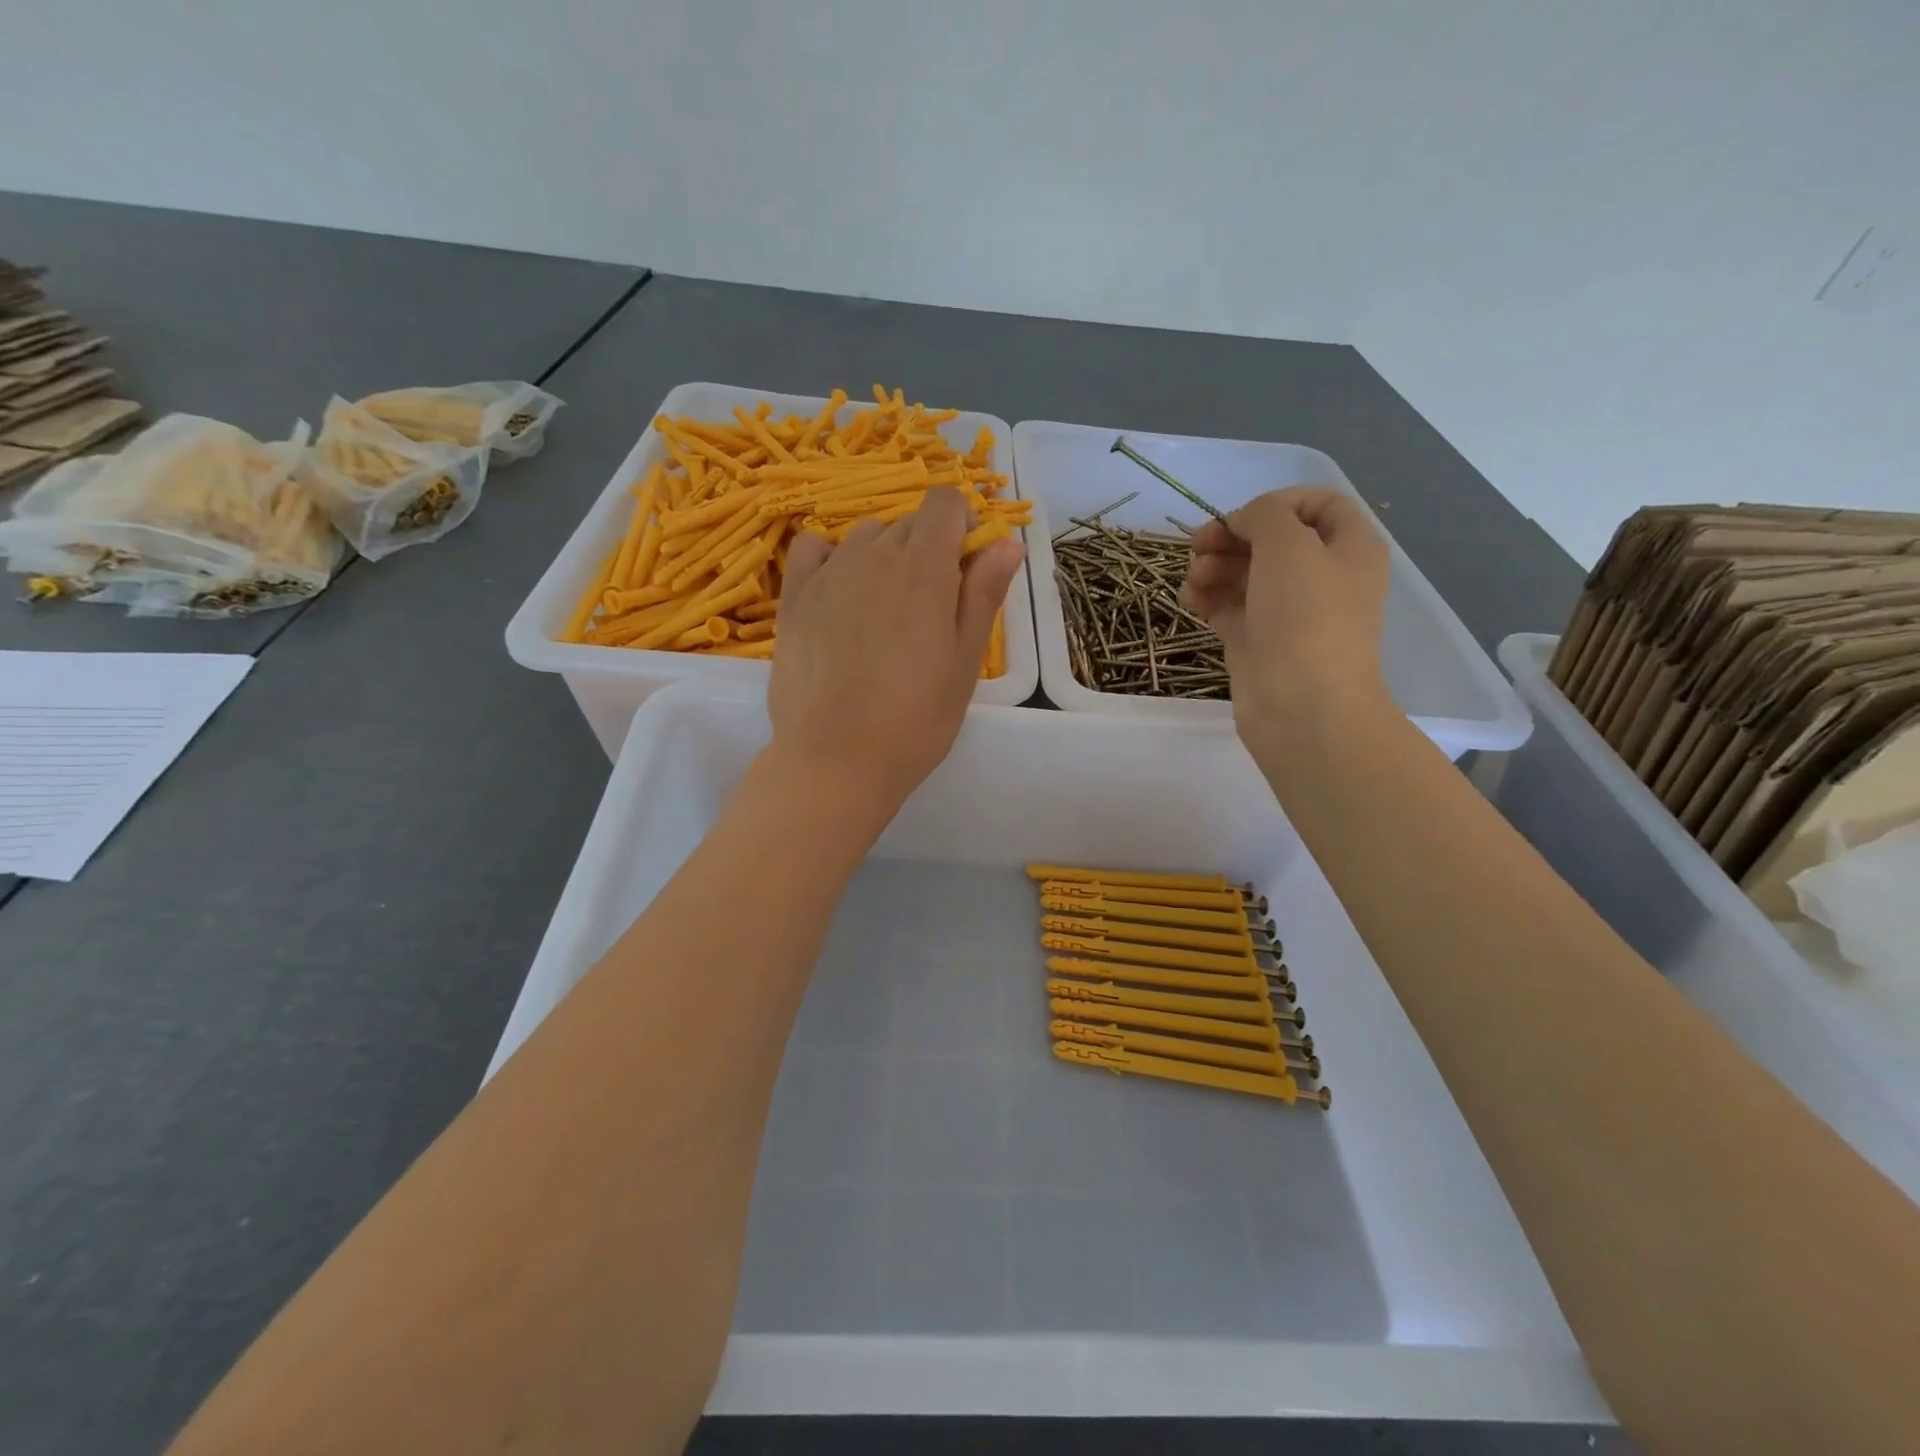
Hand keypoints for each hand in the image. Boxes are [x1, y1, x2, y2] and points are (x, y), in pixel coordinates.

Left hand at [767, 487, 1024, 816]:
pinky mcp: (795, 597)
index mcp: (924, 569)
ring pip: (865, 537)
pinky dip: (832, 557)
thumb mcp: (964, 662)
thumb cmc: (915, 720)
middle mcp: (874, 556)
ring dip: (884, 556)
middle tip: (931, 609)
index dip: (961, 523)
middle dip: (928, 548)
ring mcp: (828, 573)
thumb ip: (984, 594)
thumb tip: (1007, 542)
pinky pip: (813, 549)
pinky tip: (839, 593)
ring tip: (885, 612)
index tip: (965, 565)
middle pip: (908, 521)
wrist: (836, 760)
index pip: (944, 502)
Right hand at [1180, 487, 1391, 753]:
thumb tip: (1243, 523)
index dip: (1277, 502)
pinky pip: (1230, 608)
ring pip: (1246, 574)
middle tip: (1198, 544)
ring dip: (1214, 567)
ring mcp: (1288, 614)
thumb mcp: (1289, 545)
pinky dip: (1208, 598)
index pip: (1318, 505)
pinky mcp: (1258, 642)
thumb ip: (1264, 516)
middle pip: (1273, 540)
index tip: (1241, 517)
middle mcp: (1322, 578)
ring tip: (1194, 579)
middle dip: (1233, 537)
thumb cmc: (1305, 617)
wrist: (1301, 706)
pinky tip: (1189, 599)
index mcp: (1350, 549)